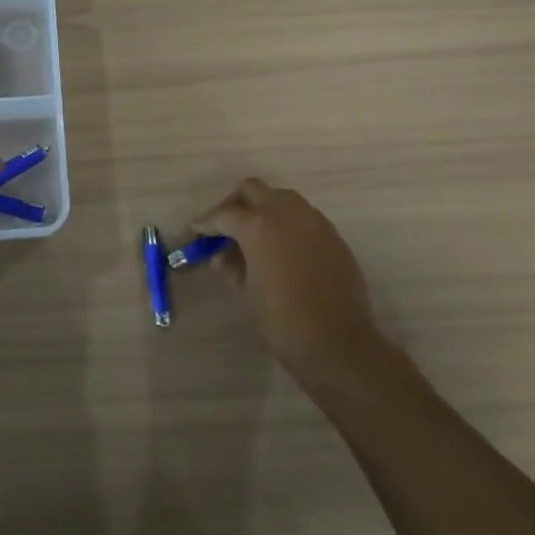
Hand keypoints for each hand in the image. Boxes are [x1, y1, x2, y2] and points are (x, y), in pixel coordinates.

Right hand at [193, 178, 396, 389]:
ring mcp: (313, 221)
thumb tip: (223, 257)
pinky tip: (283, 249)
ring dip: (264, 208)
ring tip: (255, 237)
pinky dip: (288, 224)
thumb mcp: (248, 292)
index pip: (224, 214)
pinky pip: (304, 217)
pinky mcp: (333, 236)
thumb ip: (233, 267)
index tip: (196, 229)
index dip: (206, 222)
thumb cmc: (283, 320)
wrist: (338, 344)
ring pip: (281, 197)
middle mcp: (285, 213)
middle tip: (225, 227)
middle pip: (252, 190)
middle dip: (235, 204)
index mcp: (257, 226)